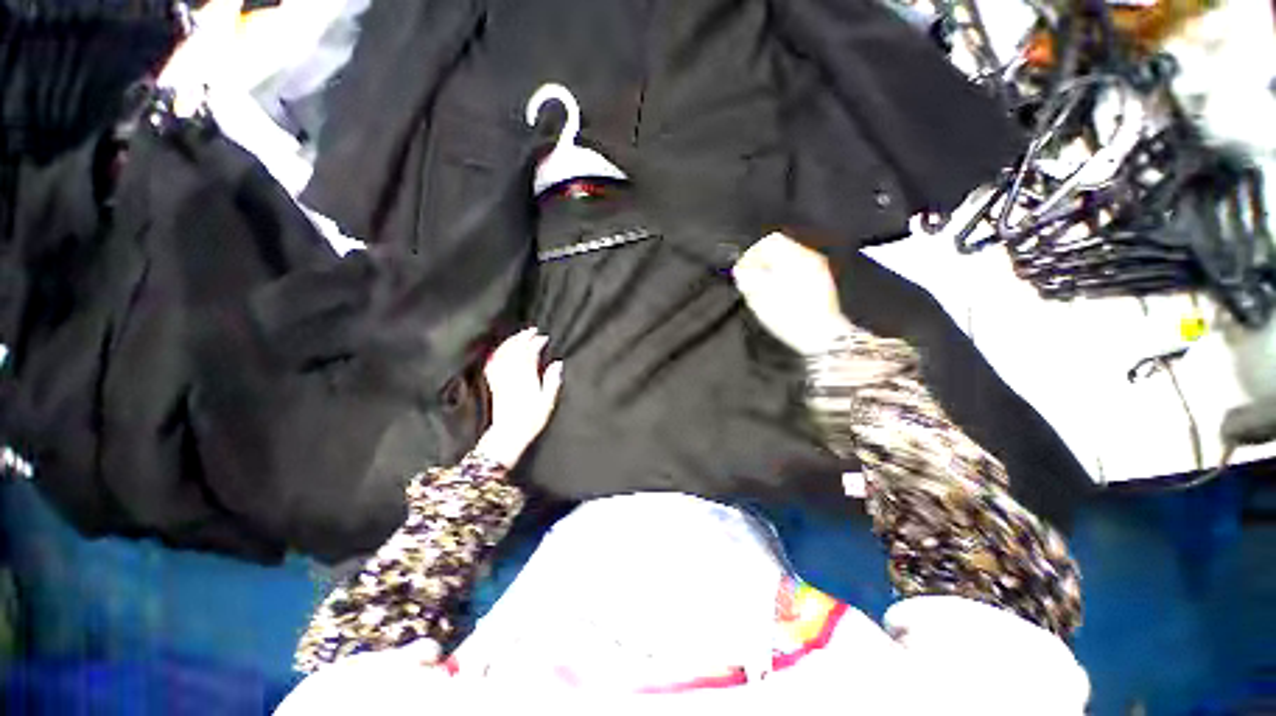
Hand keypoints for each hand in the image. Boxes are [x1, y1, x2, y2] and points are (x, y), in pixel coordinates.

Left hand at [476, 328, 564, 466]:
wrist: (508, 434)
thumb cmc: (531, 420)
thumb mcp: (547, 402)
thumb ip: (552, 381)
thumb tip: (557, 363)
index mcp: (526, 378)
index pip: (529, 353)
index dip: (535, 343)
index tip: (543, 337)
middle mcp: (512, 375)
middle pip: (515, 350)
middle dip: (523, 337)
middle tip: (532, 330)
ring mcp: (501, 379)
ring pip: (503, 354)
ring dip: (511, 342)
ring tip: (520, 335)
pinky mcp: (494, 384)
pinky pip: (493, 363)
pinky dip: (498, 353)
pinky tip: (501, 349)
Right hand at [732, 233, 853, 354]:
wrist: (821, 335)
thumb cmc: (790, 317)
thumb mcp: (760, 299)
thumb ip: (747, 280)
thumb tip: (741, 271)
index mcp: (794, 258)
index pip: (768, 242)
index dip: (752, 254)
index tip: (744, 270)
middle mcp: (808, 257)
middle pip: (780, 247)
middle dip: (762, 261)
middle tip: (752, 279)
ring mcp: (817, 268)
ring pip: (789, 258)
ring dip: (773, 268)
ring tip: (764, 287)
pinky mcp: (821, 280)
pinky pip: (798, 268)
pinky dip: (785, 275)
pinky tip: (780, 292)